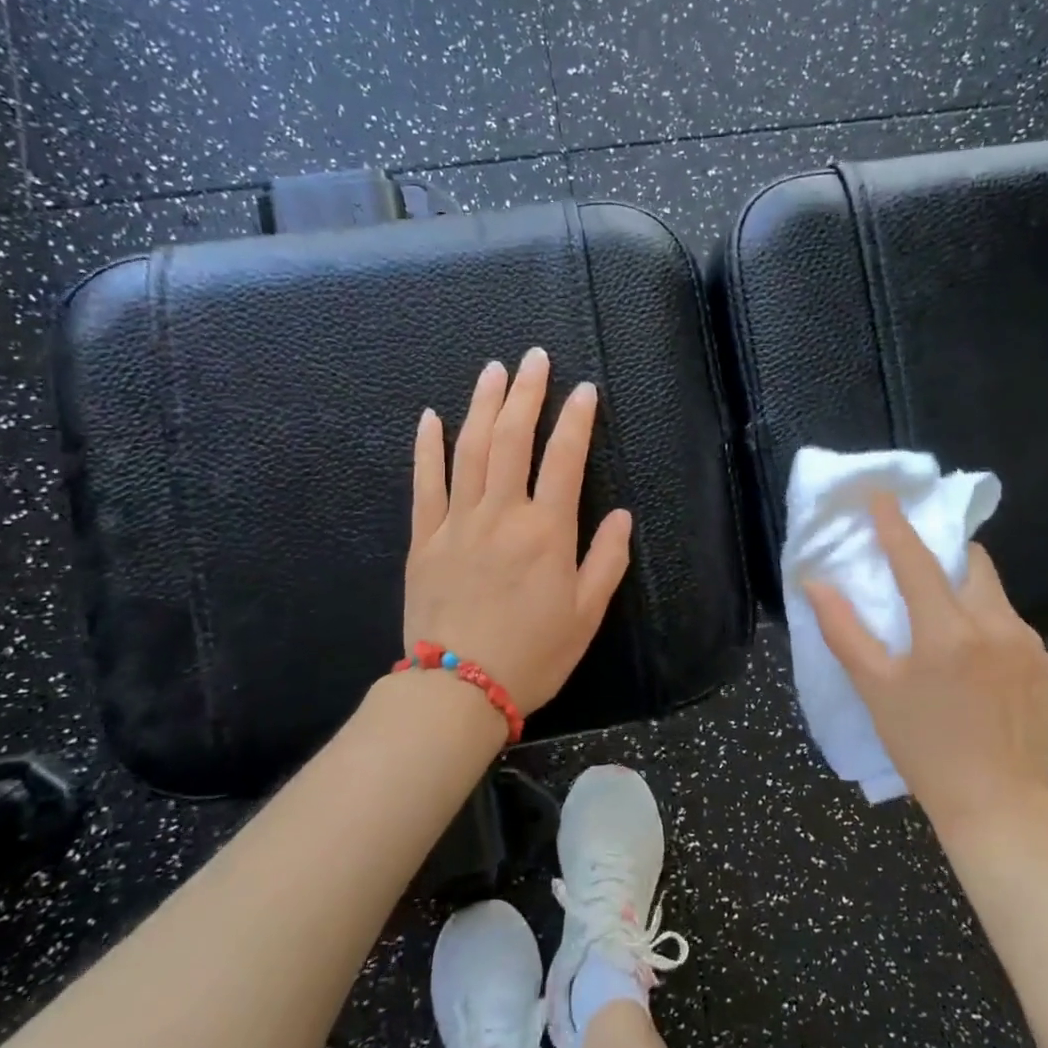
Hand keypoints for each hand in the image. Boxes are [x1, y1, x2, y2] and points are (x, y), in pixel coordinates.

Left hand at [404, 348, 631, 714]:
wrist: (458, 690)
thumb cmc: (533, 654)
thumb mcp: (586, 614)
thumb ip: (606, 560)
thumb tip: (622, 516)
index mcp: (547, 531)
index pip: (565, 458)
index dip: (577, 419)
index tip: (585, 389)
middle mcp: (502, 514)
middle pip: (513, 438)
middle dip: (527, 393)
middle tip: (534, 357)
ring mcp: (458, 522)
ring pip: (470, 449)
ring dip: (482, 404)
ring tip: (493, 370)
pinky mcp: (425, 538)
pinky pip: (425, 483)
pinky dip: (428, 447)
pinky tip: (431, 417)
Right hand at [803, 495, 1047, 837]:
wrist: (1000, 805)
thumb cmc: (924, 746)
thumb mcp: (874, 689)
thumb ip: (843, 630)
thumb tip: (815, 583)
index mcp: (947, 631)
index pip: (916, 559)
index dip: (895, 524)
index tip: (882, 495)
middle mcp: (994, 625)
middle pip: (970, 562)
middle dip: (943, 553)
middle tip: (918, 568)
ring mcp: (1027, 643)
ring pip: (992, 592)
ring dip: (965, 590)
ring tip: (942, 625)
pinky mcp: (1045, 663)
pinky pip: (1010, 624)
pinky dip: (986, 623)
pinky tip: (973, 661)